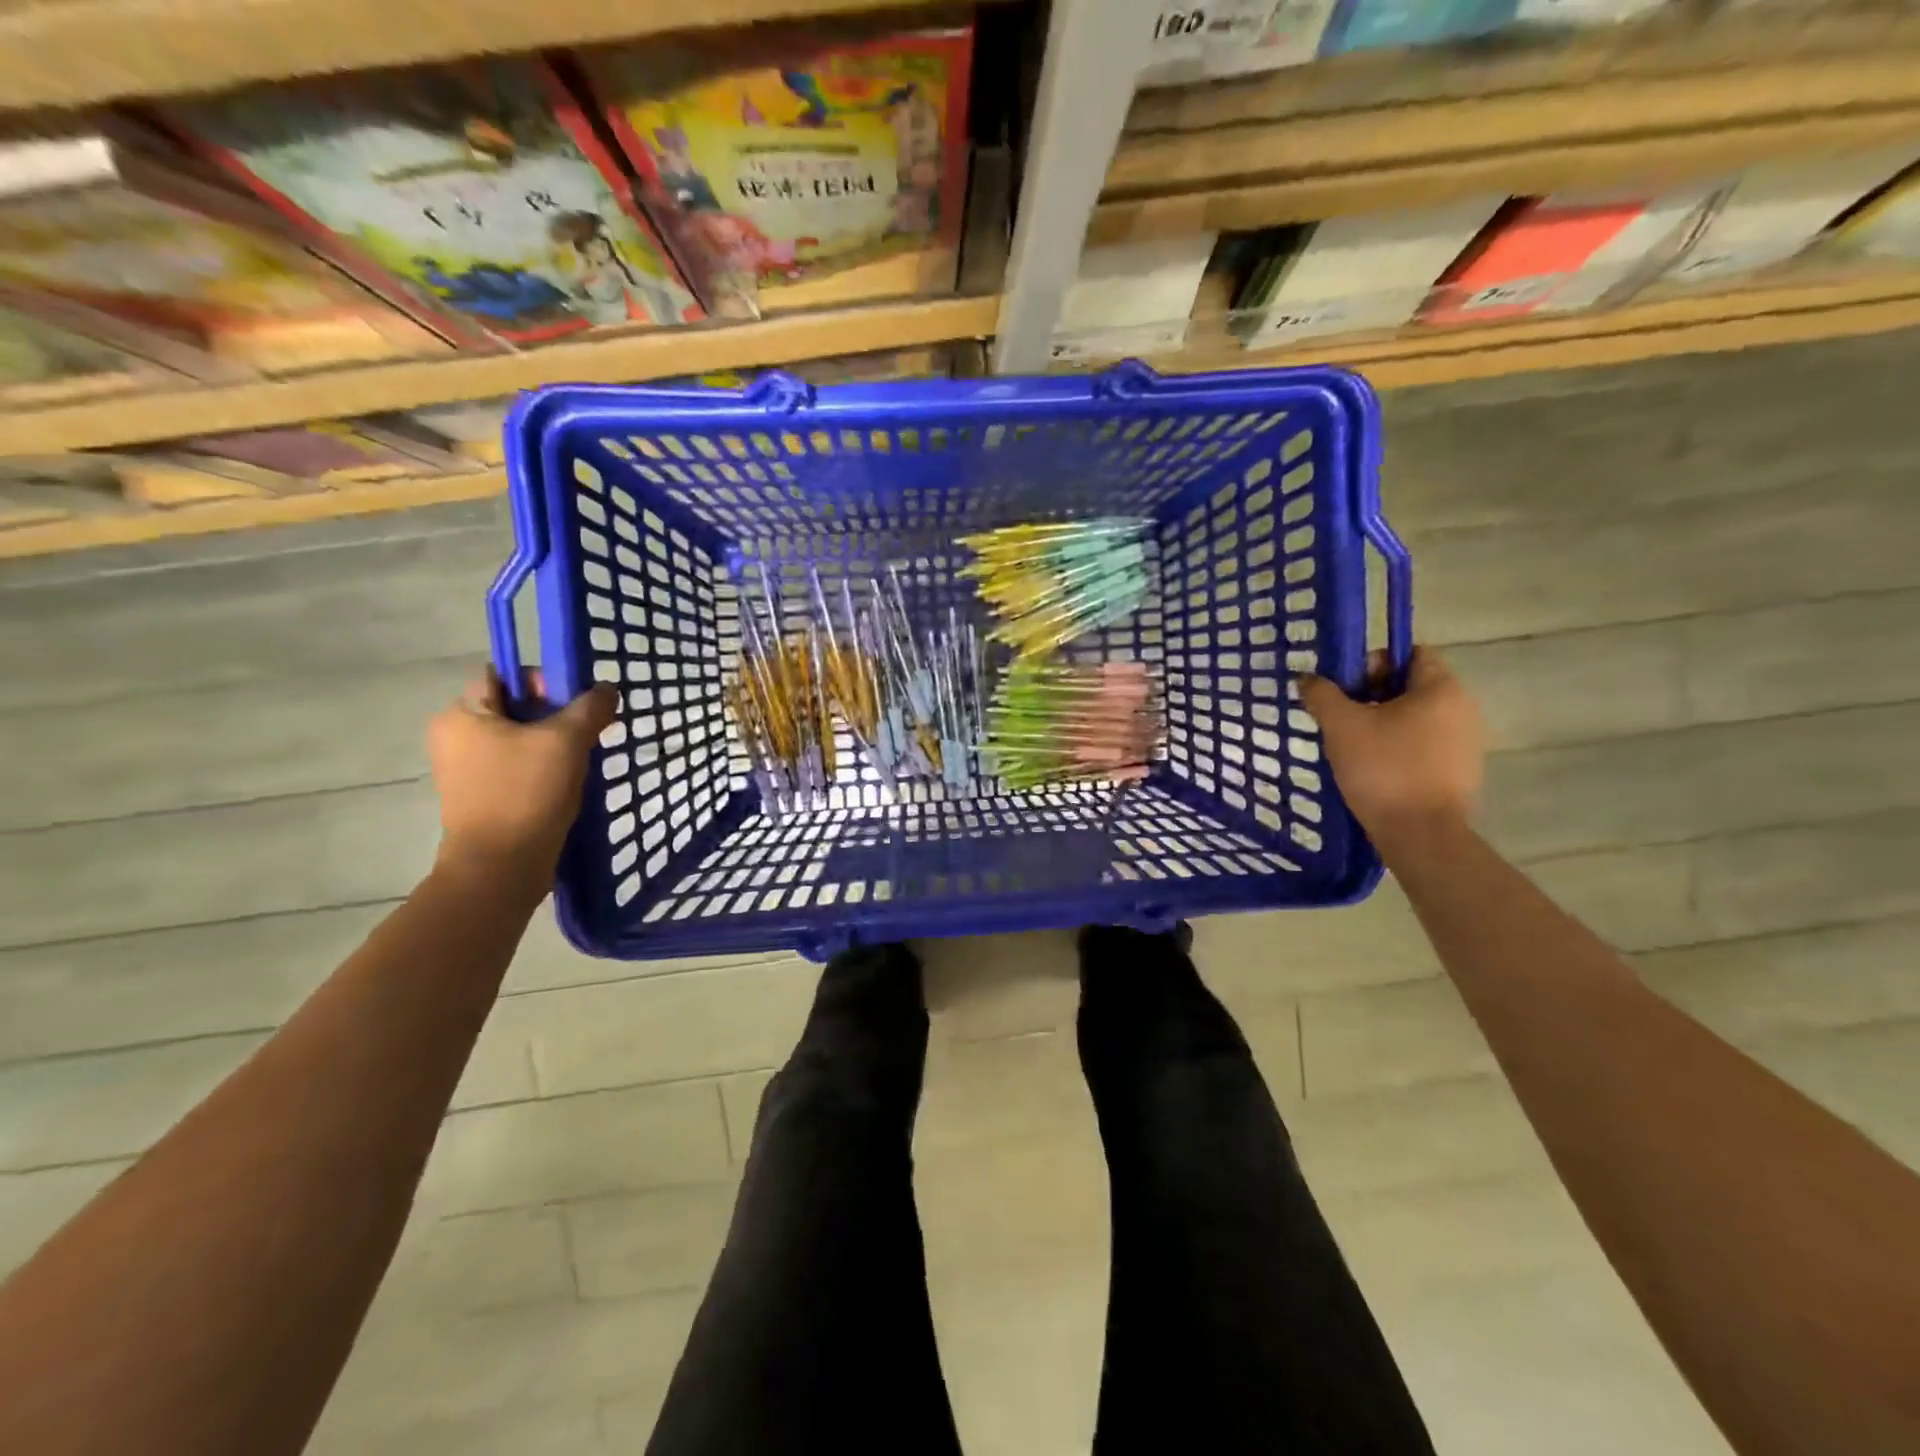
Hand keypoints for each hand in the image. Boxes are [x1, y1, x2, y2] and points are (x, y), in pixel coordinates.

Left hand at [427, 668, 617, 886]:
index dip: (543, 680)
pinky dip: (541, 768)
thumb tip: (607, 688)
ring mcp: (464, 769)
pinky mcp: (480, 796)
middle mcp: (455, 736)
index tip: (576, 701)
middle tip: (587, 730)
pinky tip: (567, 782)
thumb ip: (590, 708)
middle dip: (554, 714)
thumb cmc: (526, 793)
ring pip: (518, 738)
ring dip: (552, 743)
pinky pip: (515, 766)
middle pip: (514, 707)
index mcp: (462, 714)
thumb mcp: (566, 741)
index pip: (504, 676)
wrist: (500, 867)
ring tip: (582, 758)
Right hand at [1298, 647, 1484, 837]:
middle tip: (1340, 717)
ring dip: (1382, 723)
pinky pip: (1423, 745)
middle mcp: (1463, 708)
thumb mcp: (1342, 726)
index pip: (1410, 653)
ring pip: (1415, 718)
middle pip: (1411, 686)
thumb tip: (1308, 678)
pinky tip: (1373, 768)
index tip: (1345, 688)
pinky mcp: (1459, 772)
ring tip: (1351, 745)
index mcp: (1441, 688)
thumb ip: (1322, 695)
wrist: (1421, 835)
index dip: (1373, 662)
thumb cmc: (1384, 768)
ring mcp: (1466, 742)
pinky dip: (1397, 748)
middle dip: (1371, 696)